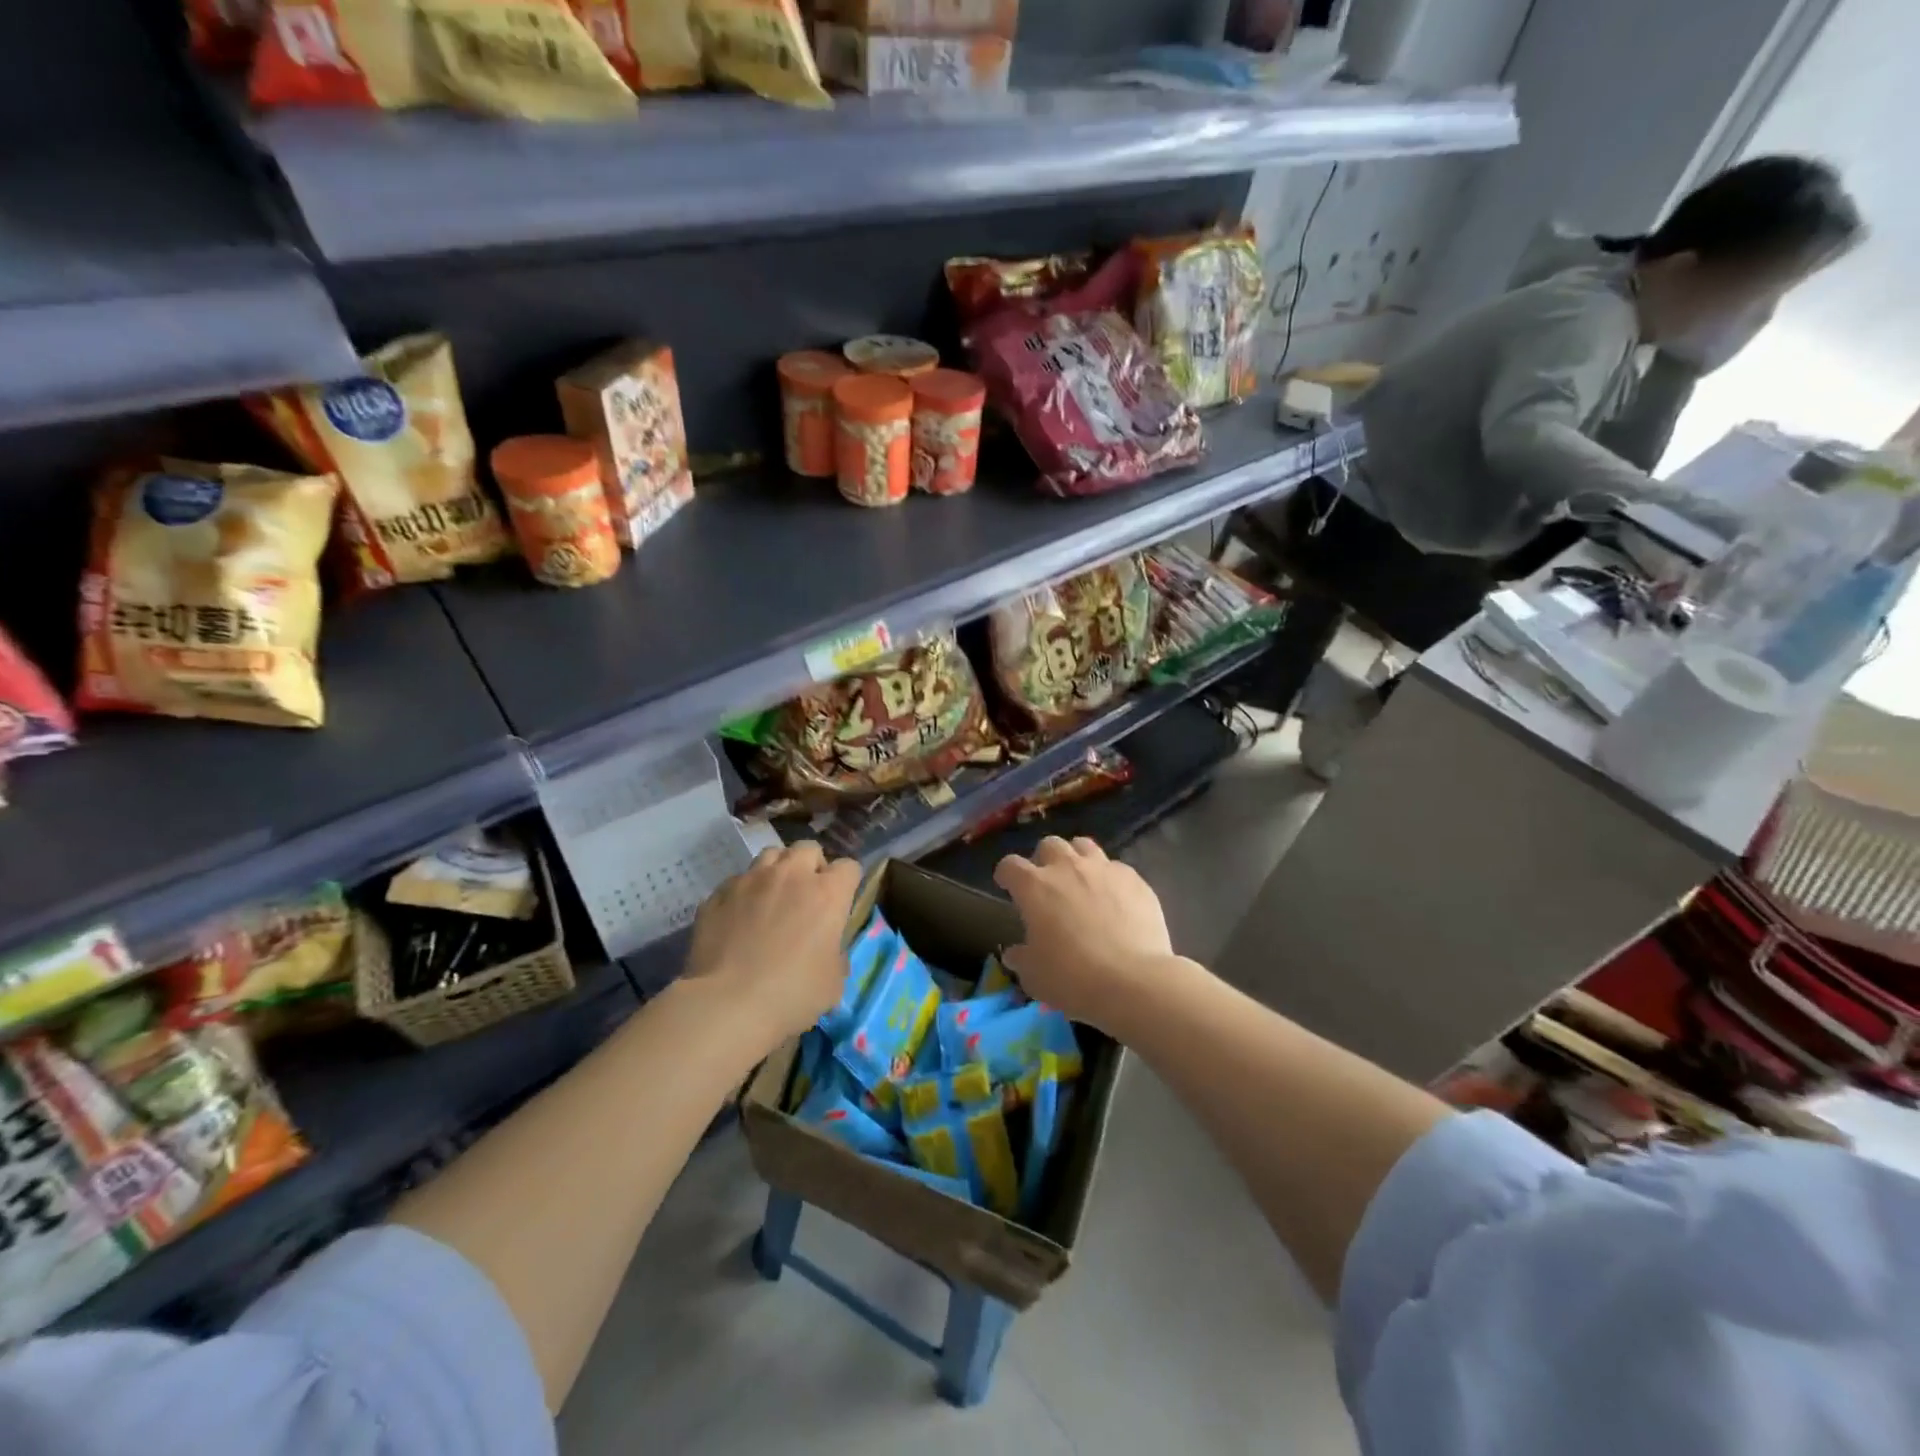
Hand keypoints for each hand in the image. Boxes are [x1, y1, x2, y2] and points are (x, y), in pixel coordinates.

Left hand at [683, 842, 860, 1048]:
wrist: (727, 1003)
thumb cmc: (791, 993)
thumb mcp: (833, 982)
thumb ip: (836, 955)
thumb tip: (827, 949)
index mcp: (827, 893)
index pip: (849, 867)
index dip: (847, 883)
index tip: (841, 903)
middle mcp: (791, 875)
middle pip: (808, 849)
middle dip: (811, 866)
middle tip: (806, 896)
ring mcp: (751, 880)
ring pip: (770, 855)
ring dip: (777, 871)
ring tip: (772, 898)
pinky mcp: (718, 893)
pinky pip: (737, 881)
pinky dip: (744, 893)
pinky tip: (739, 918)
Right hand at [993, 837, 1171, 1028]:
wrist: (1133, 981)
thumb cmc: (1073, 978)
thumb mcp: (1034, 977)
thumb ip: (1021, 958)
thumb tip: (1014, 953)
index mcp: (1035, 887)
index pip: (1010, 865)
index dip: (1006, 874)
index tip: (1006, 886)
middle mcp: (1068, 868)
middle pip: (1050, 845)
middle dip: (1044, 859)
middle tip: (1047, 884)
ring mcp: (1104, 870)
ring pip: (1084, 846)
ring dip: (1077, 859)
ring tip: (1081, 881)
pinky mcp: (1134, 880)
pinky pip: (1116, 868)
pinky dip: (1109, 879)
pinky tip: (1115, 900)